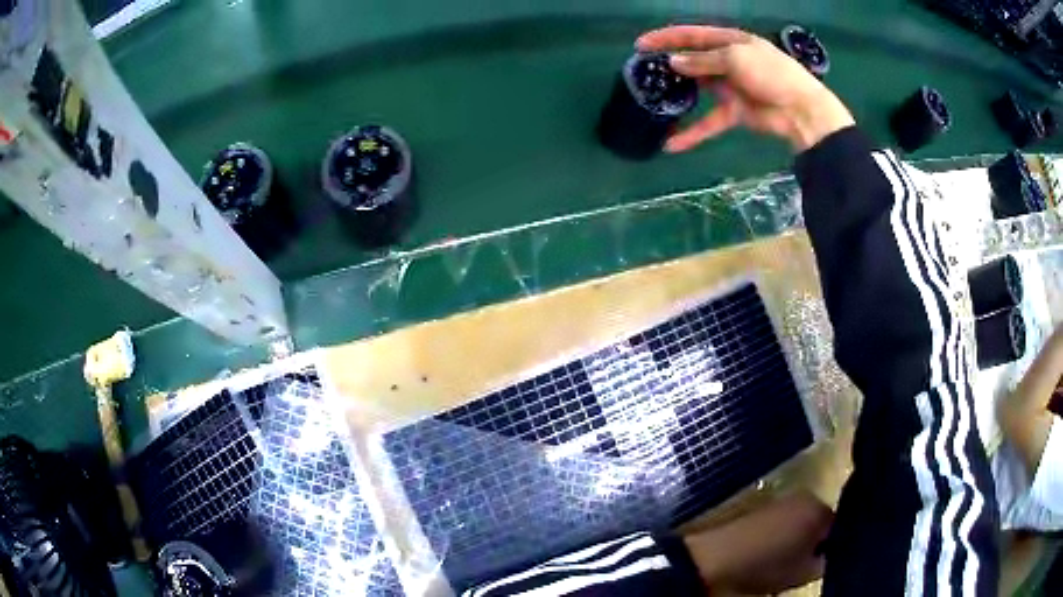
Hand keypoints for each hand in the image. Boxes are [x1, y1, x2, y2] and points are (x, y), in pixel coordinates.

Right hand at [636, 25, 854, 152]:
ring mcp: (730, 86)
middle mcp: (728, 60)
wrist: (801, 110)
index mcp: (730, 40)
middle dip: (669, 63)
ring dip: (678, 93)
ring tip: (652, 97)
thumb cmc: (771, 74)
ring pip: (698, 88)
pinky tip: (673, 144)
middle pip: (692, 59)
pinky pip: (709, 121)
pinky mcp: (734, 111)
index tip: (640, 44)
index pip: (692, 35)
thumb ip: (703, 61)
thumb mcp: (735, 58)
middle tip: (642, 70)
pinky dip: (693, 133)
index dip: (666, 37)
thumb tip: (674, 62)